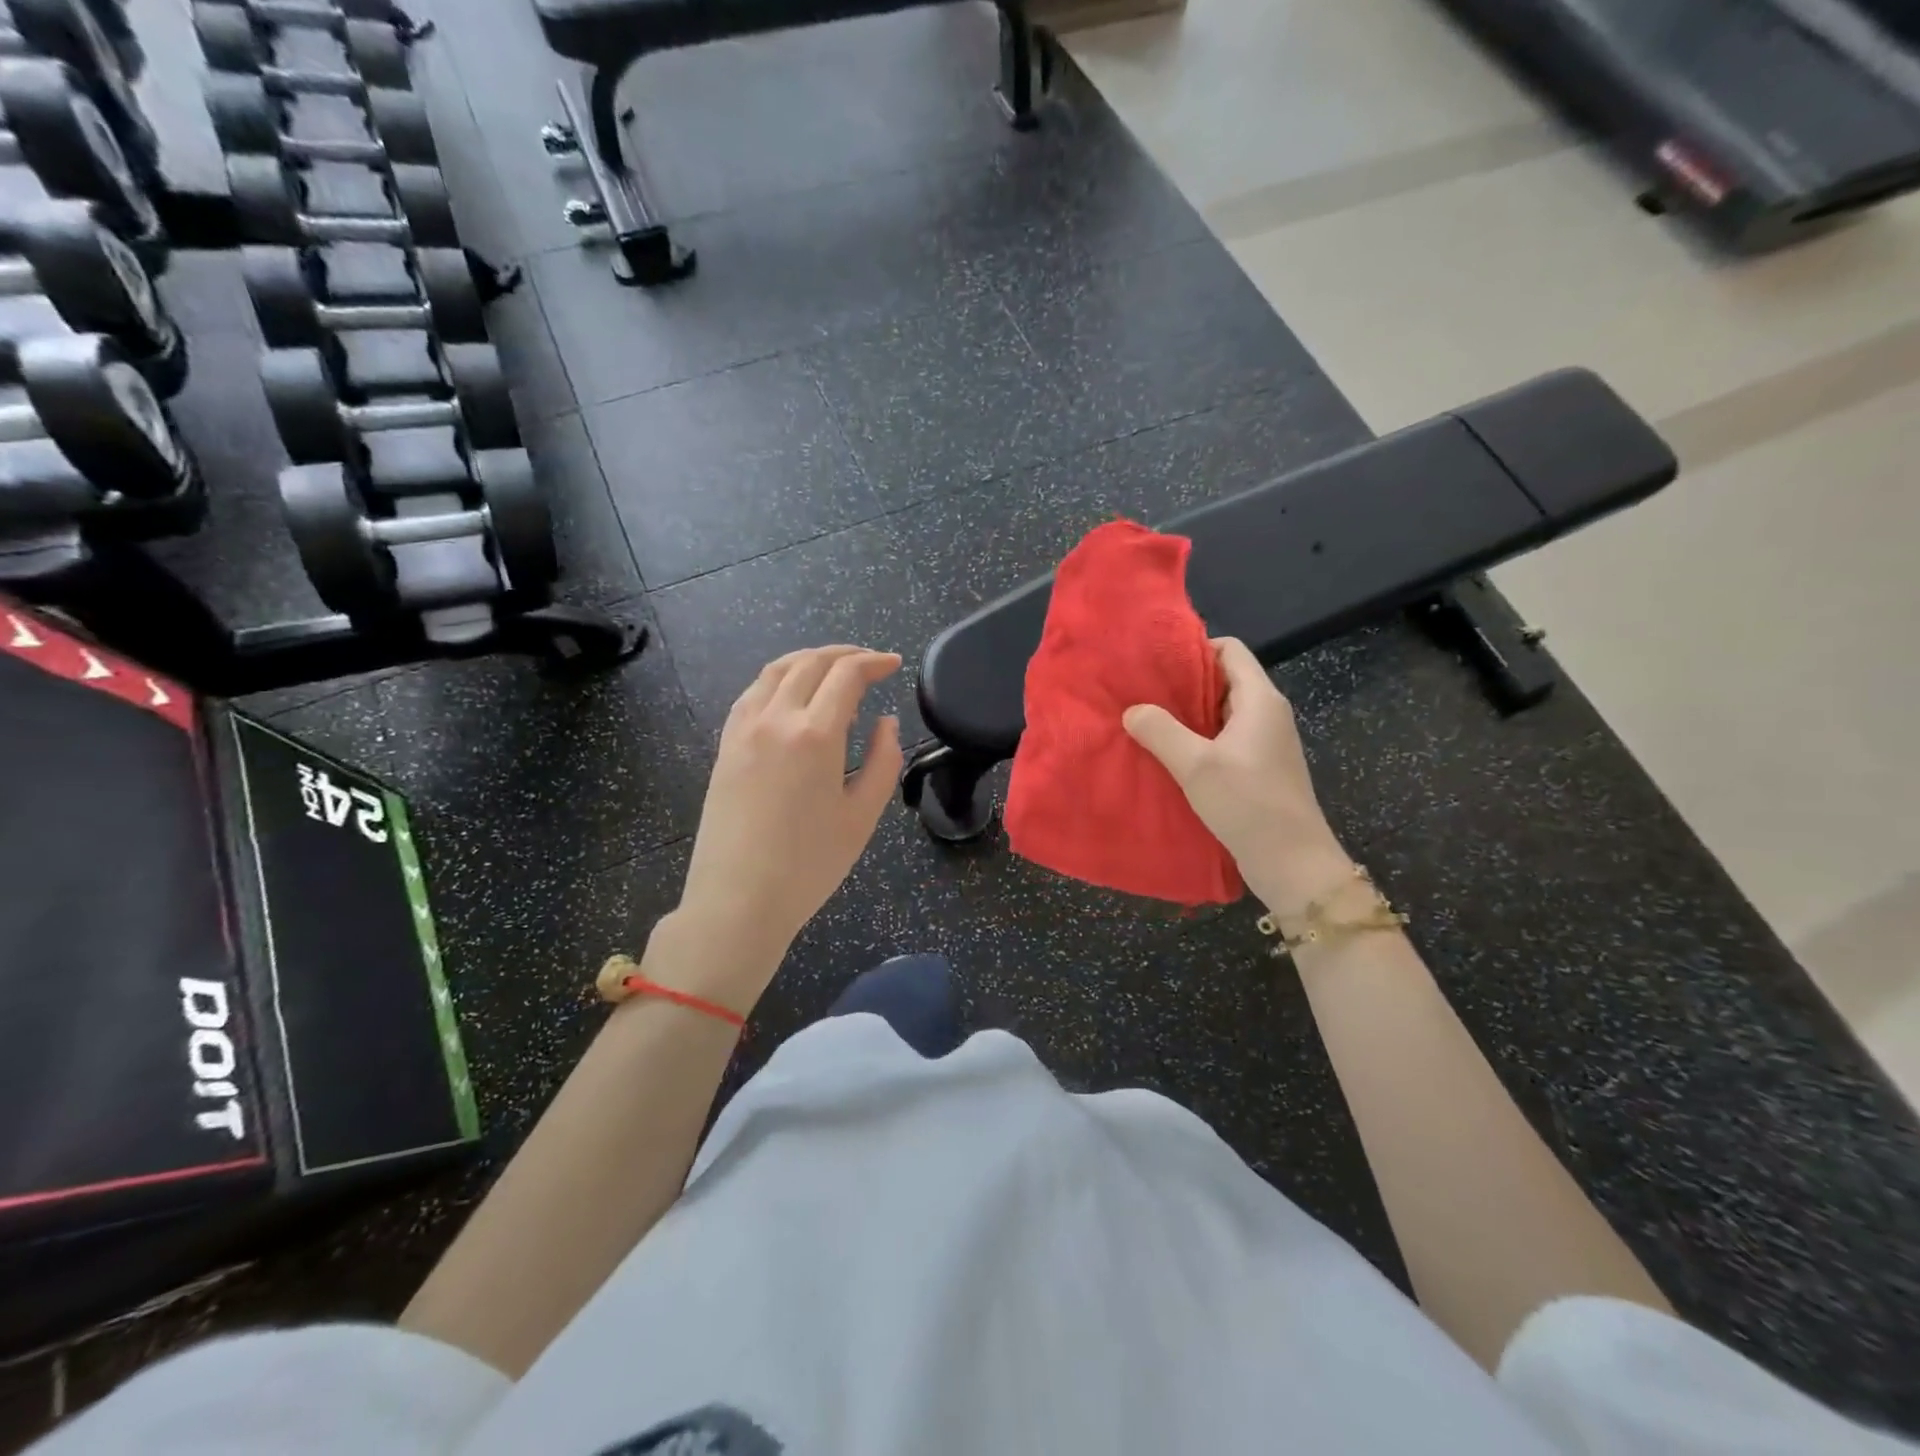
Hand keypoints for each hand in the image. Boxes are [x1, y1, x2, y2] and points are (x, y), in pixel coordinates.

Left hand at [665, 646, 903, 1005]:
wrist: (737, 900)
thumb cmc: (809, 865)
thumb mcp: (862, 816)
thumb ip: (882, 761)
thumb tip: (885, 722)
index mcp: (815, 734)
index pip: (847, 674)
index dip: (874, 662)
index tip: (893, 664)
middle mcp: (776, 719)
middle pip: (810, 662)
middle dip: (844, 654)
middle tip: (869, 662)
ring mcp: (743, 730)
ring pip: (776, 670)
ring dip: (808, 659)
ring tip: (832, 668)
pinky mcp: (725, 746)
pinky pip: (752, 693)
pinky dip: (778, 679)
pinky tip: (790, 694)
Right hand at [1123, 637, 1351, 912]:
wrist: (1292, 862)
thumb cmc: (1248, 804)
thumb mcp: (1196, 765)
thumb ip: (1161, 731)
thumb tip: (1132, 710)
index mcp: (1260, 700)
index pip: (1230, 650)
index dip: (1194, 648)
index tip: (1156, 660)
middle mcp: (1266, 713)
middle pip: (1224, 680)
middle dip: (1184, 683)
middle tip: (1142, 689)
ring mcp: (1264, 743)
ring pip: (1221, 713)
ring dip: (1188, 714)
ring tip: (1147, 719)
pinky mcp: (1258, 768)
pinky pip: (1224, 739)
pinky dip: (1197, 739)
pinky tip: (1168, 753)